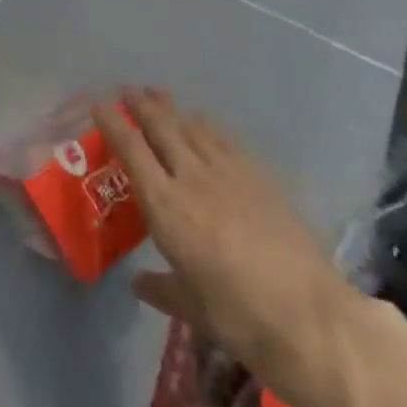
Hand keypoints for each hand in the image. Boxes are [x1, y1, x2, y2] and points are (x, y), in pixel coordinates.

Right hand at [95, 88, 365, 406]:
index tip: (98, 102)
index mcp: (166, 206)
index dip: (112, 123)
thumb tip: (138, 282)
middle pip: (161, 127)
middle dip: (141, 104)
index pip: (131, 151)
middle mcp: (192, 178)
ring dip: (173, 110)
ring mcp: (230, 173)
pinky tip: (206, 125)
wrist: (308, 317)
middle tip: (127, 89)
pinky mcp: (261, 178)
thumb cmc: (238, 316)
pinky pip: (226, 140)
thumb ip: (161, 289)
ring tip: (161, 97)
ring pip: (194, 127)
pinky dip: (208, 126)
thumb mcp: (191, 308)